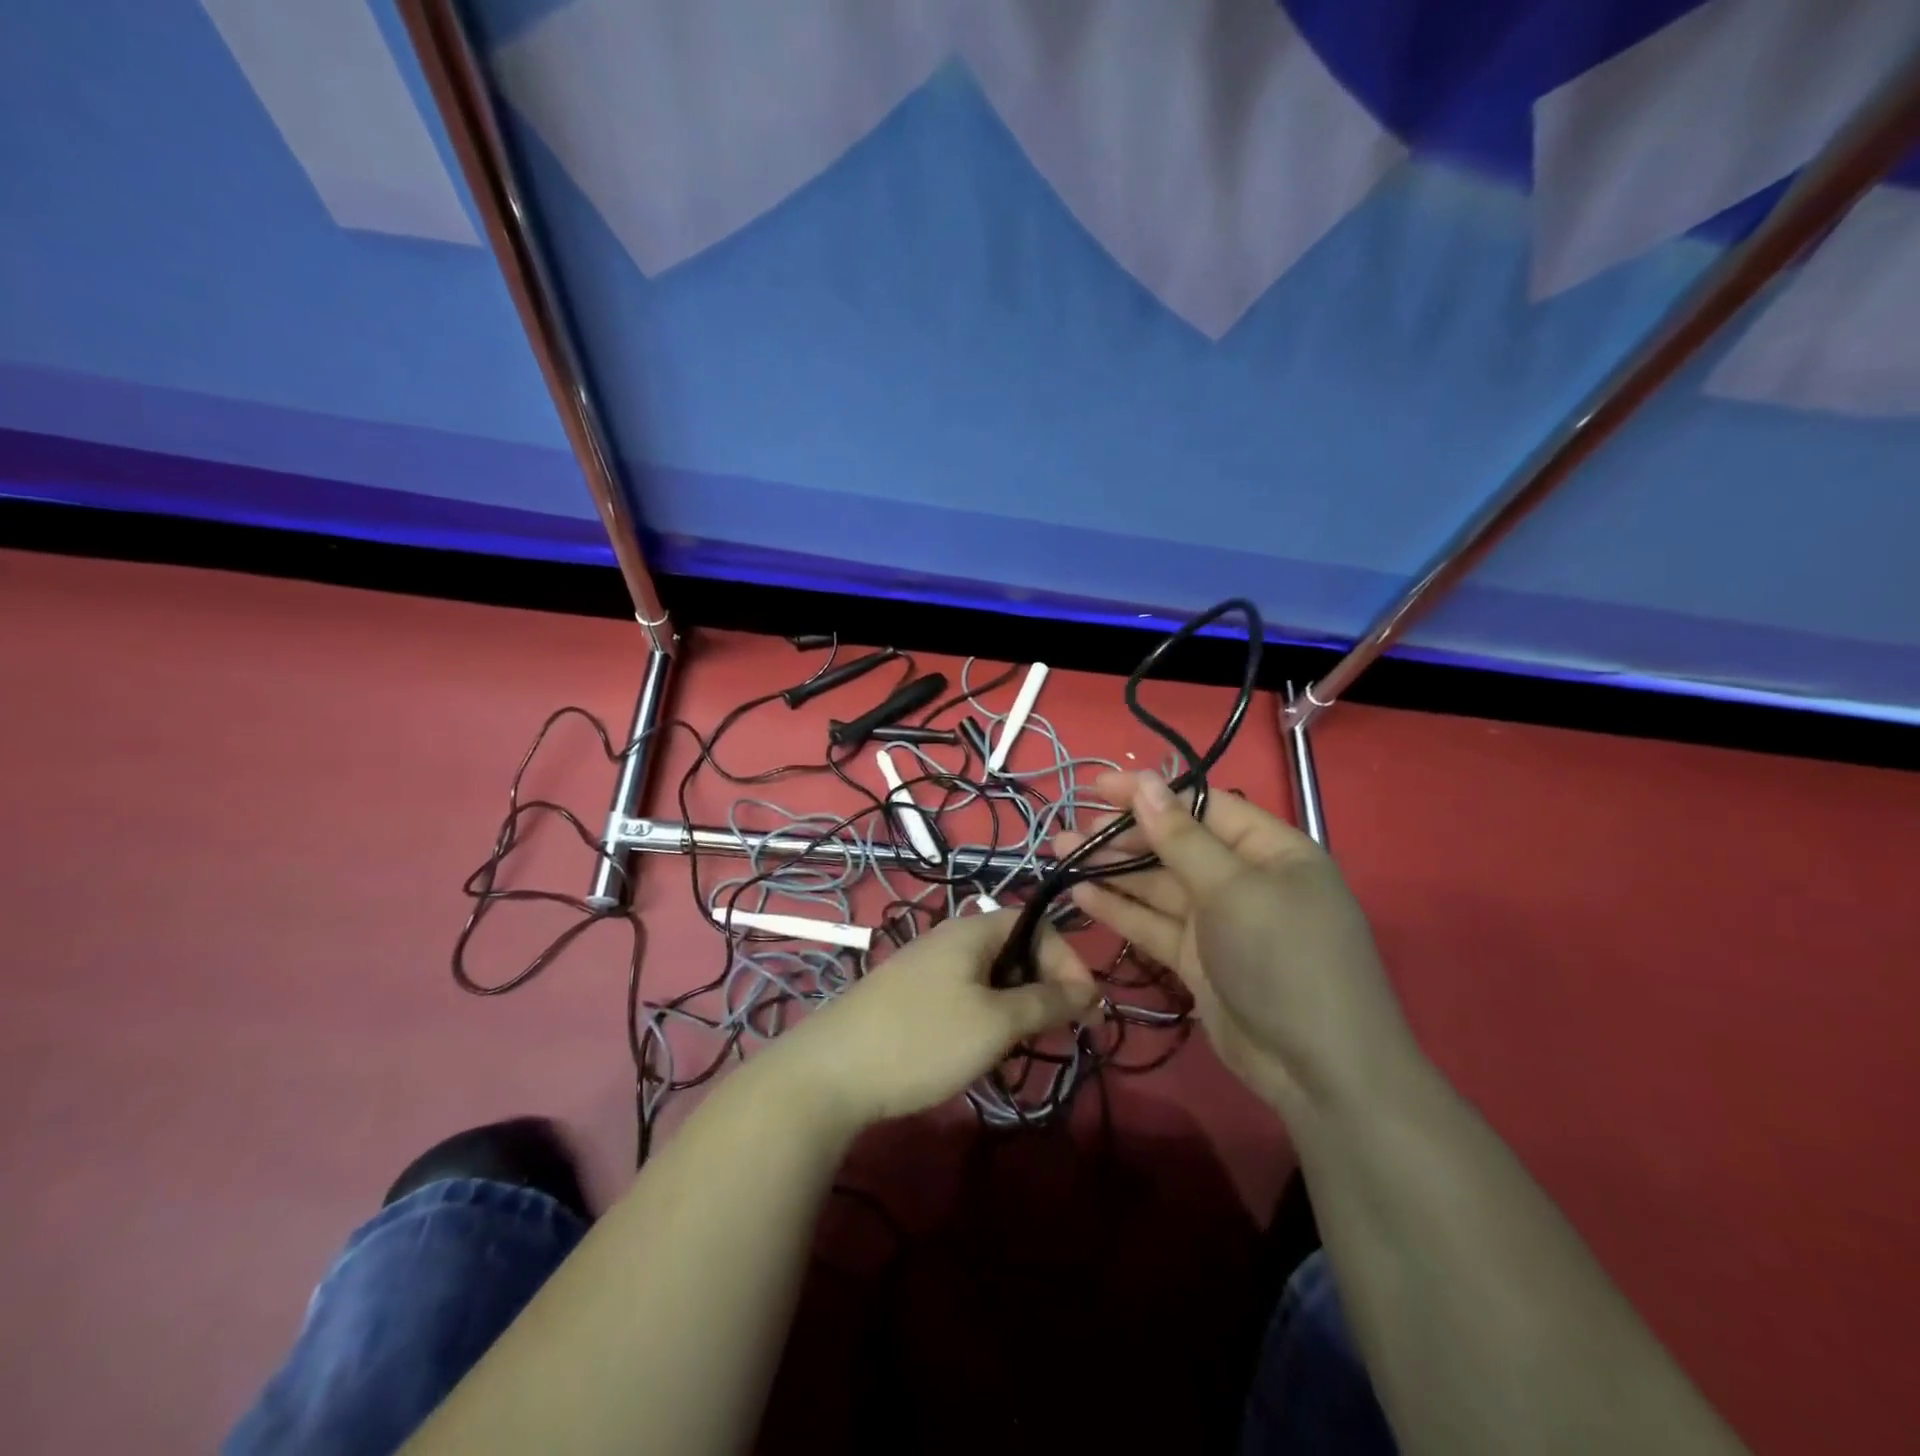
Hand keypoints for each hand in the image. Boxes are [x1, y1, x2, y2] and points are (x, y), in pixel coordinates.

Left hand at [769, 910, 1098, 1127]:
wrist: (831, 1073)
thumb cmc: (923, 1039)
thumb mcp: (995, 1022)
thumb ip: (1045, 1002)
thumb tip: (1087, 990)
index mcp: (972, 930)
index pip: (1038, 925)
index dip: (1068, 961)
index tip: (1084, 1009)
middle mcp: (951, 938)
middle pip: (1016, 949)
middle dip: (1044, 988)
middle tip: (1055, 1034)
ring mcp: (928, 968)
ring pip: (992, 977)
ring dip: (1016, 1008)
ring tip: (1018, 1048)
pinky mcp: (911, 997)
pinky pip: (966, 995)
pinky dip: (986, 1018)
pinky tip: (980, 1052)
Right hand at [1058, 772, 1418, 1115]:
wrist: (1318, 1071)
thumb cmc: (1284, 959)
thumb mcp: (1233, 890)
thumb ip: (1182, 837)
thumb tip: (1145, 783)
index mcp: (1269, 849)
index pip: (1201, 806)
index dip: (1149, 794)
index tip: (1097, 787)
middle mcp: (1243, 878)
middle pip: (1175, 845)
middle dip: (1123, 836)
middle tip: (1070, 830)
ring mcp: (1219, 922)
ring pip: (1157, 885)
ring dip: (1111, 870)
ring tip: (1061, 854)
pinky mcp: (1197, 959)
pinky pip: (1153, 923)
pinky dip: (1119, 909)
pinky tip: (1080, 893)